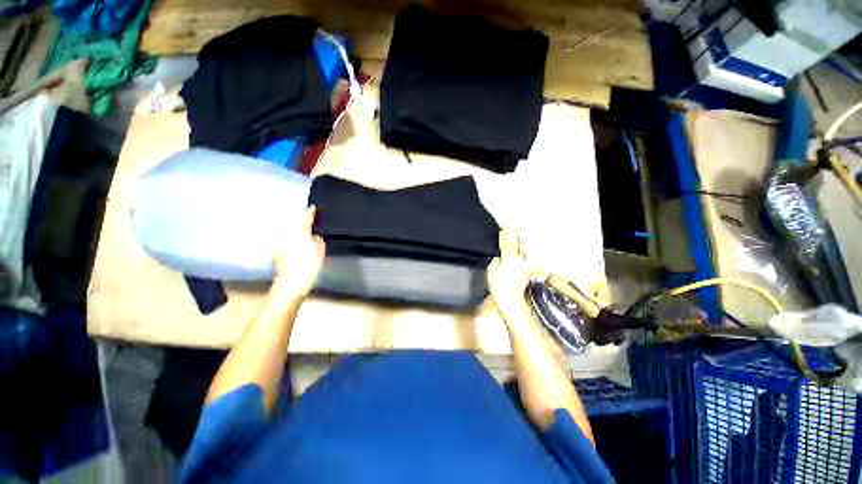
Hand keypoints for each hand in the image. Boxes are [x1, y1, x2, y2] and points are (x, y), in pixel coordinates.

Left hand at [272, 206, 326, 300]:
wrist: (291, 283)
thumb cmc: (309, 267)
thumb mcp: (320, 252)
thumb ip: (318, 241)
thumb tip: (314, 236)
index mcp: (300, 233)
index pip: (306, 218)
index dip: (311, 212)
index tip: (313, 207)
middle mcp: (288, 235)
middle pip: (297, 226)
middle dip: (303, 227)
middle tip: (312, 229)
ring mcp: (280, 243)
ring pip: (291, 235)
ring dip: (297, 236)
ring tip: (305, 242)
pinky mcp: (276, 252)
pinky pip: (286, 243)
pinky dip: (292, 244)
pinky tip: (297, 251)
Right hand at [487, 230, 532, 313]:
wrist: (511, 300)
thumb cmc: (499, 286)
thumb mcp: (492, 271)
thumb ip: (495, 260)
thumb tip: (498, 255)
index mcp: (509, 257)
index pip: (505, 242)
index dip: (503, 234)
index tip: (502, 227)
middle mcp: (518, 259)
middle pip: (516, 243)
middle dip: (515, 233)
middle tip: (515, 225)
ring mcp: (524, 265)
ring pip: (522, 249)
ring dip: (520, 241)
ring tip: (520, 232)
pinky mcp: (526, 272)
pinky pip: (524, 258)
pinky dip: (523, 252)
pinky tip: (523, 249)